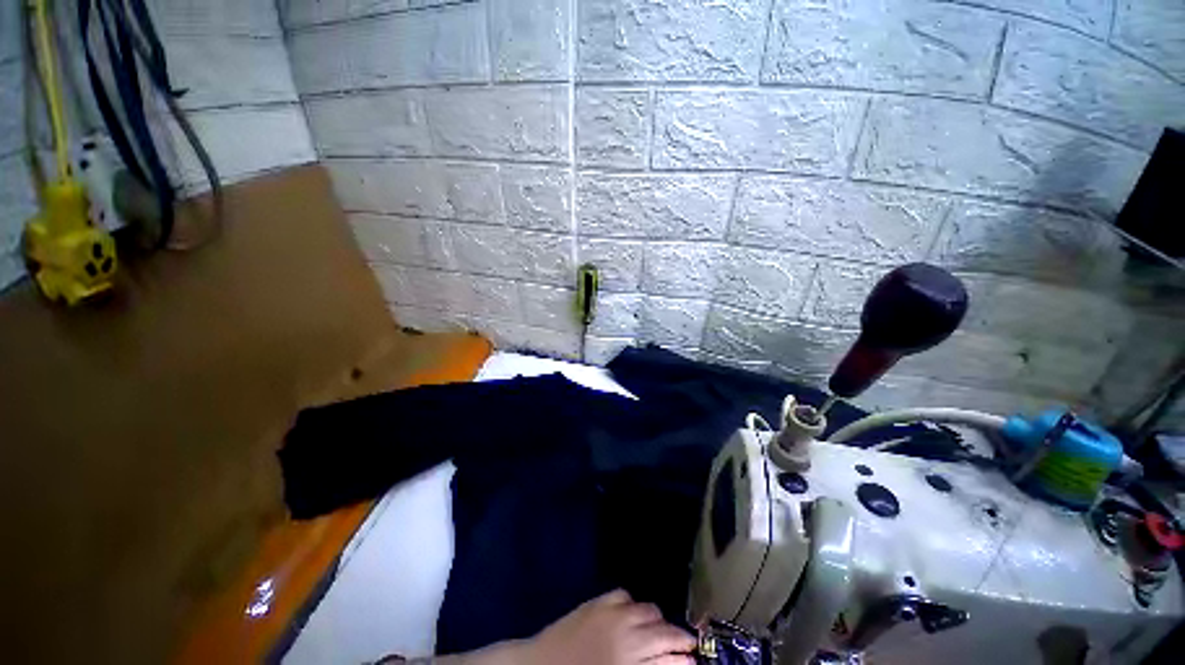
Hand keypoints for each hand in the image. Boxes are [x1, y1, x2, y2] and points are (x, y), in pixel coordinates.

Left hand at [517, 590, 695, 664]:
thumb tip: (676, 663)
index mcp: (633, 661)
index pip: (671, 657)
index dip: (686, 658)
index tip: (695, 659)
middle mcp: (628, 635)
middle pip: (664, 631)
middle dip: (678, 638)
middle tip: (683, 646)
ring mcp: (613, 614)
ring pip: (648, 609)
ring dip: (656, 620)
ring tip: (655, 631)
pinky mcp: (598, 600)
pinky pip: (625, 594)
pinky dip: (632, 604)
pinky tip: (630, 615)